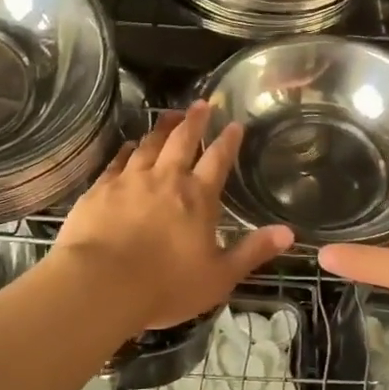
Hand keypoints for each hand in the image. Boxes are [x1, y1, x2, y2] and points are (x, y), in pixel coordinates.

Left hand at [52, 103, 292, 332]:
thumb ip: (252, 252)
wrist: (100, 285)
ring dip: (161, 128)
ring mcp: (130, 181)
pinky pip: (117, 161)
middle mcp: (166, 179)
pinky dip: (127, 149)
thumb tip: (289, 233)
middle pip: (182, 141)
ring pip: (149, 145)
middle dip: (194, 121)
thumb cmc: (165, 286)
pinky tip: (130, 144)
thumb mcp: (219, 277)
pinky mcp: (100, 189)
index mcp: (197, 198)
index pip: (217, 160)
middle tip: (200, 103)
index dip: (228, 141)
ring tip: (169, 114)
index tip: (234, 124)